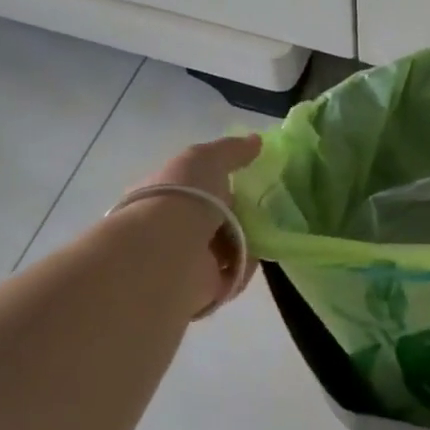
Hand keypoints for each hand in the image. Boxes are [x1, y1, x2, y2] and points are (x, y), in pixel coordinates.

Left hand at [124, 134, 263, 314]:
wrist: (171, 251)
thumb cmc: (183, 197)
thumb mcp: (206, 158)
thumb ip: (232, 150)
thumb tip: (257, 141)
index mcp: (163, 194)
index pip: (193, 187)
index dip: (218, 183)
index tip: (246, 180)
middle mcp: (169, 227)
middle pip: (213, 219)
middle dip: (238, 216)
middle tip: (264, 209)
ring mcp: (184, 259)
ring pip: (224, 249)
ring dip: (244, 244)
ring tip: (265, 233)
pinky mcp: (201, 288)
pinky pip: (232, 275)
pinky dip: (244, 268)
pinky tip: (253, 257)